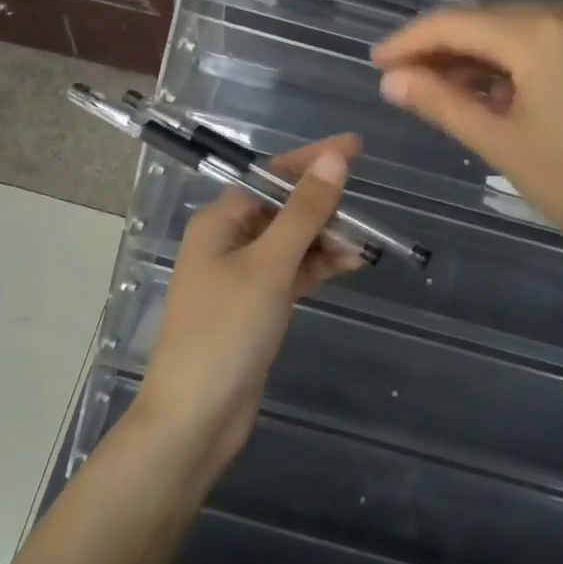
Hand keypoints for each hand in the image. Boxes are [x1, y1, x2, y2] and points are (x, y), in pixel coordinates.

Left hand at [134, 135, 364, 480]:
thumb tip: (334, 158)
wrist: (197, 416)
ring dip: (326, 239)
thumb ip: (304, 211)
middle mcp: (229, 241)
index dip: (314, 160)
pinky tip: (349, 265)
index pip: (272, 177)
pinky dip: (319, 266)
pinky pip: (293, 271)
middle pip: (284, 208)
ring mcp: (242, 275)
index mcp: (221, 221)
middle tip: (366, 216)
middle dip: (324, 208)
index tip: (356, 146)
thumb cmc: (226, 331)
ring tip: (364, 246)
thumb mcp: (269, 265)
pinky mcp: (257, 305)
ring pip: (292, 241)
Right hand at [371, 0, 562, 291]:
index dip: (409, 41)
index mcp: (545, 33)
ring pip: (517, 28)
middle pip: (487, 20)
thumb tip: (391, 79)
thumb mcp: (503, 146)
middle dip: (441, 49)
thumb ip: (442, 103)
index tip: (375, 63)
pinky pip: (549, 38)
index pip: (457, 23)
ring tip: (440, 90)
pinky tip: (491, 89)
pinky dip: (515, 60)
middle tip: (401, 82)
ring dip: (477, 55)